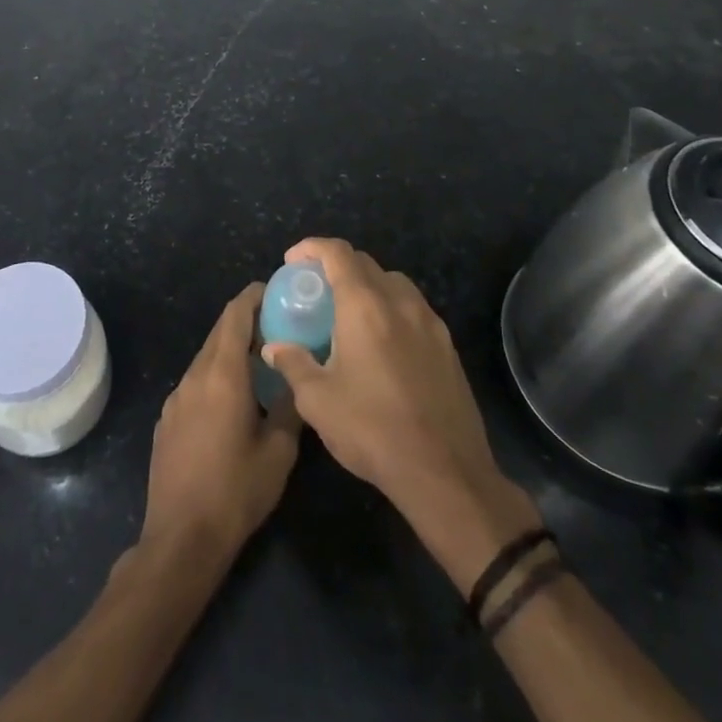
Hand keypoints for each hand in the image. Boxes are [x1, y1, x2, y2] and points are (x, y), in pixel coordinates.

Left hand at [141, 284, 301, 562]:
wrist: (181, 538)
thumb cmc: (236, 491)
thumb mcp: (278, 452)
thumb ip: (290, 408)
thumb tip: (297, 382)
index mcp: (222, 374)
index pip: (235, 315)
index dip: (253, 297)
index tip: (275, 291)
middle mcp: (195, 375)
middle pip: (219, 332)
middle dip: (245, 322)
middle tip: (277, 325)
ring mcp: (176, 397)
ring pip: (206, 358)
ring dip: (230, 351)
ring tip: (259, 363)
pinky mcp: (167, 419)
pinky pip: (195, 383)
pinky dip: (215, 376)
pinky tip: (233, 401)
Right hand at [262, 239, 533, 542]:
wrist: (445, 473)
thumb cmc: (372, 430)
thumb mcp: (318, 401)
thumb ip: (293, 364)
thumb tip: (273, 347)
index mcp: (365, 306)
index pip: (338, 253)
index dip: (312, 248)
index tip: (292, 261)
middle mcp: (400, 302)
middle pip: (366, 263)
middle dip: (337, 266)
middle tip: (316, 290)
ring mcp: (429, 323)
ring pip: (394, 283)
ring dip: (368, 285)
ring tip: (348, 314)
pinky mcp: (447, 346)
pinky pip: (414, 309)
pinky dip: (391, 309)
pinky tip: (381, 343)